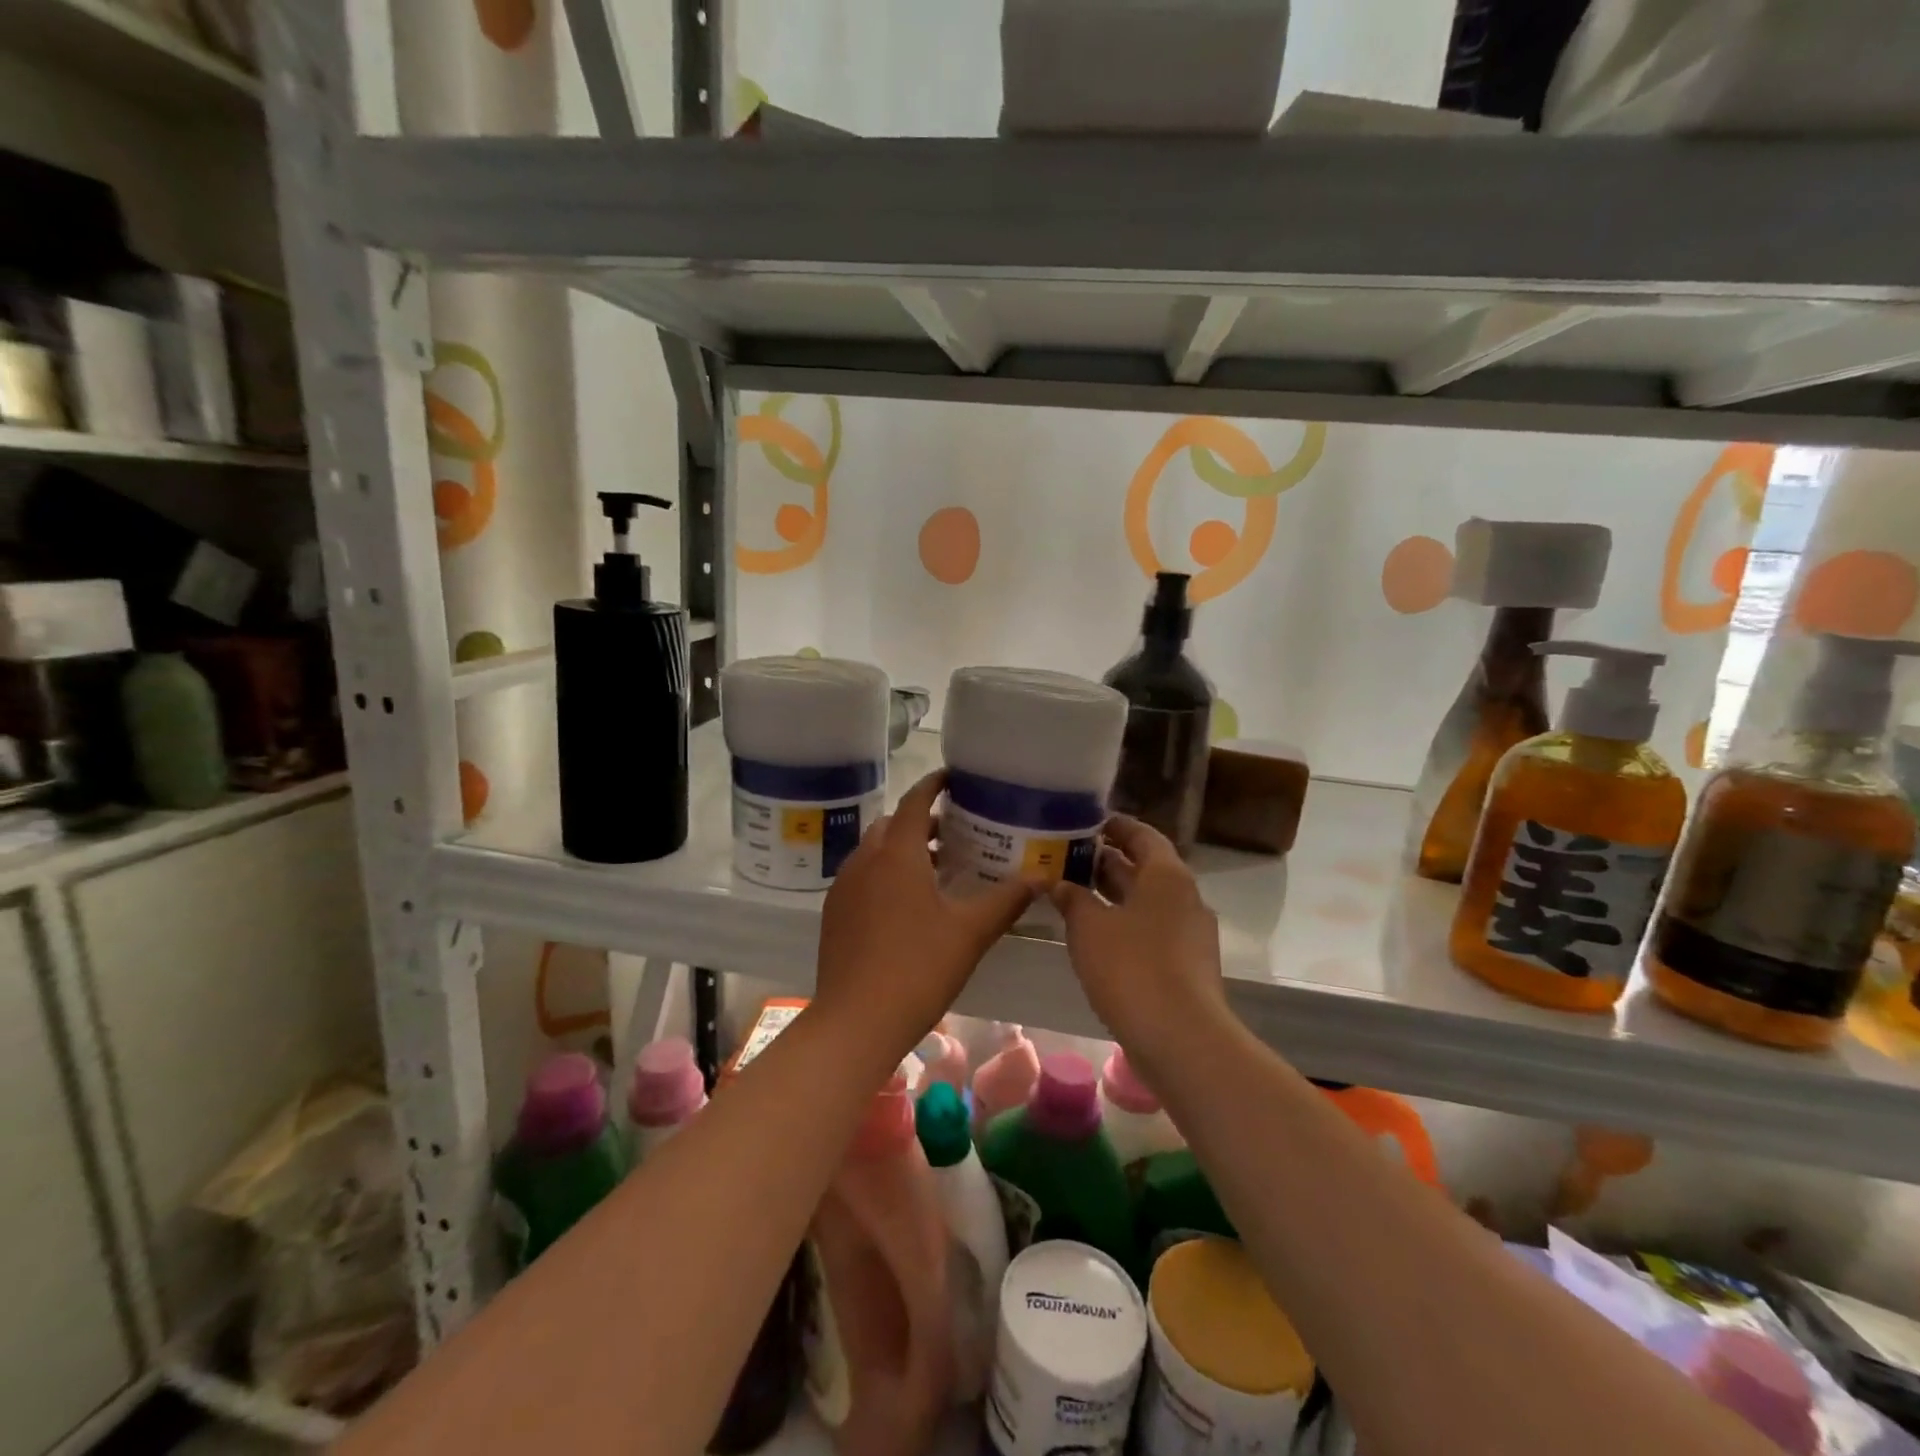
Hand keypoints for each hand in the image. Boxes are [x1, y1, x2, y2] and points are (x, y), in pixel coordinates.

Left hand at [814, 771, 1034, 1064]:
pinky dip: (883, 871)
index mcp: (896, 854)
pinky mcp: (833, 913)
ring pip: (874, 850)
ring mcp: (843, 887)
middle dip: (919, 819)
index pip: (914, 801)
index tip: (954, 778)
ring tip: (934, 866)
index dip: (934, 784)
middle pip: (892, 823)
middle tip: (953, 830)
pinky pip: (861, 875)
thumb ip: (1007, 900)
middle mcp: (864, 860)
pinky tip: (905, 902)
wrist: (855, 1022)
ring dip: (901, 846)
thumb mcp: (971, 932)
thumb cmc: (918, 969)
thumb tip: (1043, 877)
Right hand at [1052, 814, 1228, 1061]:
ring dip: (1113, 894)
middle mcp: (1184, 897)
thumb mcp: (1089, 927)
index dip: (1116, 826)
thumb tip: (1057, 883)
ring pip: (1146, 901)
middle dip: (1108, 861)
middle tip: (1069, 856)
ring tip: (1073, 891)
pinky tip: (1094, 934)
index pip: (1143, 835)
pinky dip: (1123, 923)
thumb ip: (1072, 898)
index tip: (1088, 822)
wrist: (1181, 1039)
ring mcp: (1189, 933)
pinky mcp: (1186, 965)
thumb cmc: (1132, 968)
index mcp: (1167, 876)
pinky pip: (1151, 930)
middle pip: (1145, 868)